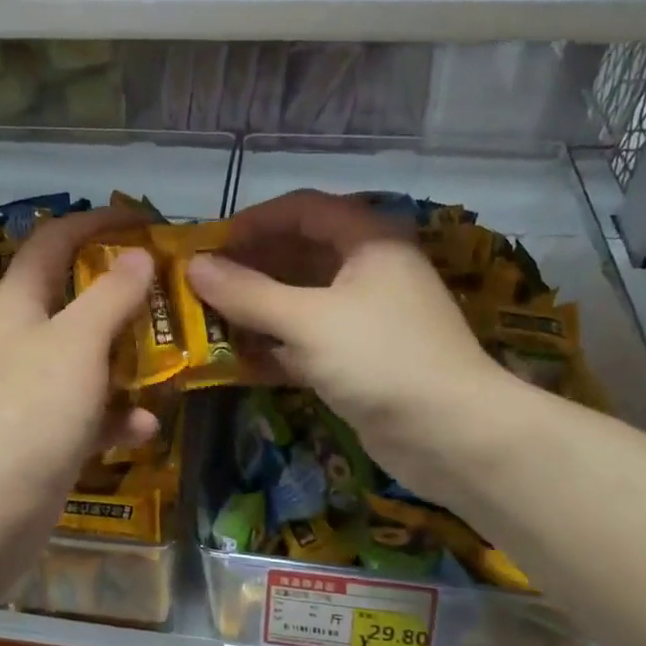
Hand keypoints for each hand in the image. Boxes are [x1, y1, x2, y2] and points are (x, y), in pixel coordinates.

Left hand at [0, 206, 158, 517]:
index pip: (54, 241)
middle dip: (123, 293)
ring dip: (128, 356)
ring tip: (173, 356)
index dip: (98, 222)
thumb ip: (111, 295)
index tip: (146, 221)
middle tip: (171, 290)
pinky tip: (144, 428)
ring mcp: (30, 389)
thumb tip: (137, 255)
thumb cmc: (32, 411)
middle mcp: (20, 339)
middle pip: (75, 298)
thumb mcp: (78, 343)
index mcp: (17, 304)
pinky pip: (88, 411)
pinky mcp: (43, 433)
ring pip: (88, 357)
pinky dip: (115, 415)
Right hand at [187, 190, 509, 501]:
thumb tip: (194, 266)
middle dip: (249, 268)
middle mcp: (369, 270)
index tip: (209, 244)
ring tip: (208, 320)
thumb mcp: (308, 321)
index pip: (303, 209)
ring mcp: (366, 317)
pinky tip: (237, 360)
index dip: (253, 221)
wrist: (451, 435)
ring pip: (301, 300)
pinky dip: (275, 346)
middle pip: (299, 254)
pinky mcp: (360, 358)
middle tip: (200, 286)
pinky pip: (308, 339)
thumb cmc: (381, 359)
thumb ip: (248, 293)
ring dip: (257, 309)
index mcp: (368, 241)